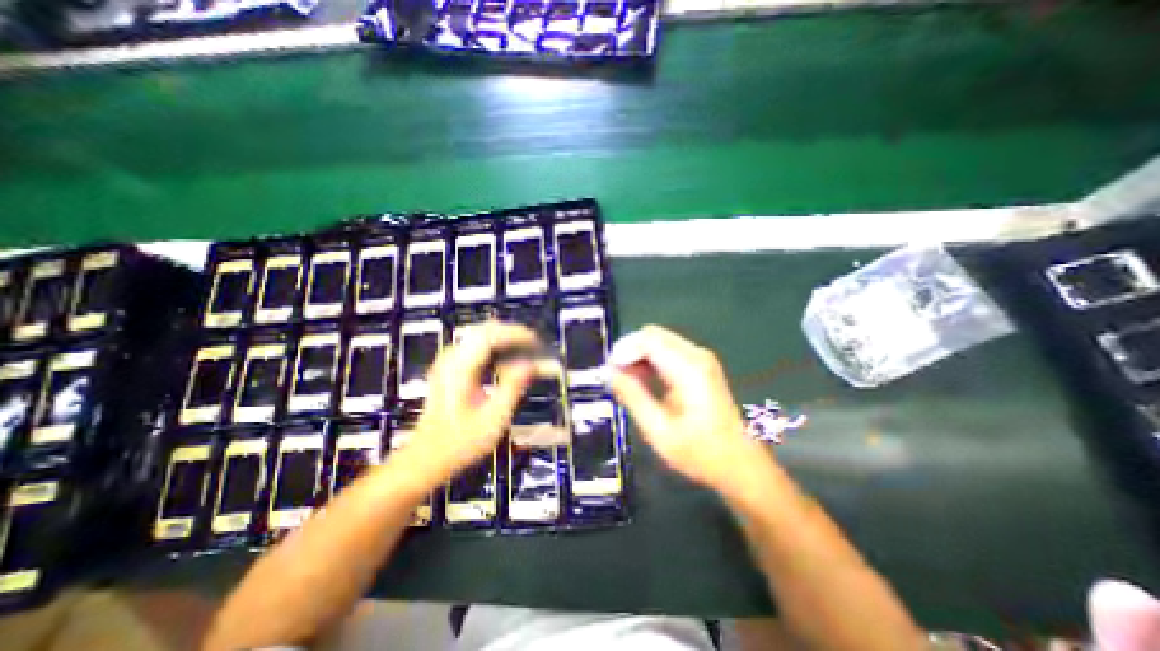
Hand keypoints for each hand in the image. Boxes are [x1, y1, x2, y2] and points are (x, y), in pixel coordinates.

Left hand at [389, 321, 534, 492]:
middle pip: (485, 330)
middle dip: (513, 334)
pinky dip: (496, 349)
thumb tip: (532, 364)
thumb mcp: (493, 419)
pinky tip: (508, 362)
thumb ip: (513, 387)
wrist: (425, 459)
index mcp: (460, 368)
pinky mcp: (450, 369)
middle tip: (536, 347)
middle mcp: (452, 359)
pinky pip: (476, 347)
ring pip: (481, 336)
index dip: (517, 334)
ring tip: (527, 353)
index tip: (538, 342)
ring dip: (505, 341)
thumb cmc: (460, 443)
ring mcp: (448, 362)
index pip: (490, 335)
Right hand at [607, 326, 762, 493]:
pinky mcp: (701, 366)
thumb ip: (632, 396)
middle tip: (614, 376)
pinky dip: (650, 360)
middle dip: (629, 350)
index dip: (623, 350)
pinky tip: (641, 381)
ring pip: (659, 341)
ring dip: (638, 355)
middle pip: (653, 335)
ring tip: (624, 381)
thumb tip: (608, 372)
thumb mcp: (659, 430)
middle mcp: (696, 355)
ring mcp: (701, 359)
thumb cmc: (700, 452)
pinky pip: (668, 351)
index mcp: (689, 369)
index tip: (608, 371)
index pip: (648, 339)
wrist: (740, 465)